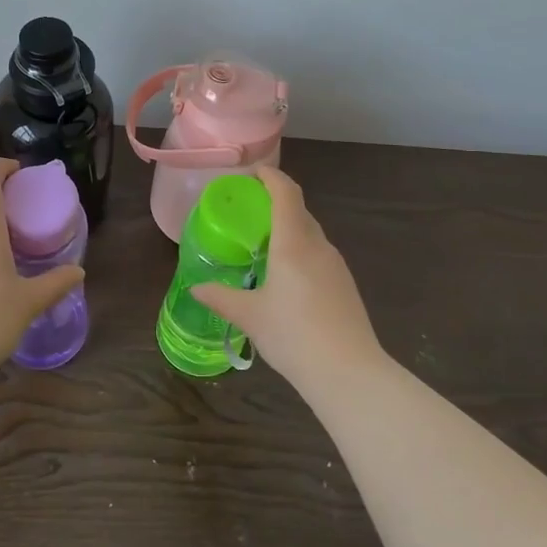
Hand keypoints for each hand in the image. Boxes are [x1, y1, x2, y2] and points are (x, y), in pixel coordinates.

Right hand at [193, 165, 381, 390]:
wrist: (350, 373)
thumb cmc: (294, 336)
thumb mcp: (250, 317)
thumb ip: (221, 297)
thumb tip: (196, 288)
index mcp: (293, 244)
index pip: (286, 193)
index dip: (271, 176)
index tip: (253, 173)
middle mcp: (318, 246)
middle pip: (299, 210)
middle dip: (276, 202)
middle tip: (249, 211)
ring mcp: (336, 265)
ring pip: (310, 234)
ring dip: (289, 228)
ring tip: (264, 245)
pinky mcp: (345, 285)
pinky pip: (318, 254)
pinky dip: (300, 250)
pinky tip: (287, 277)